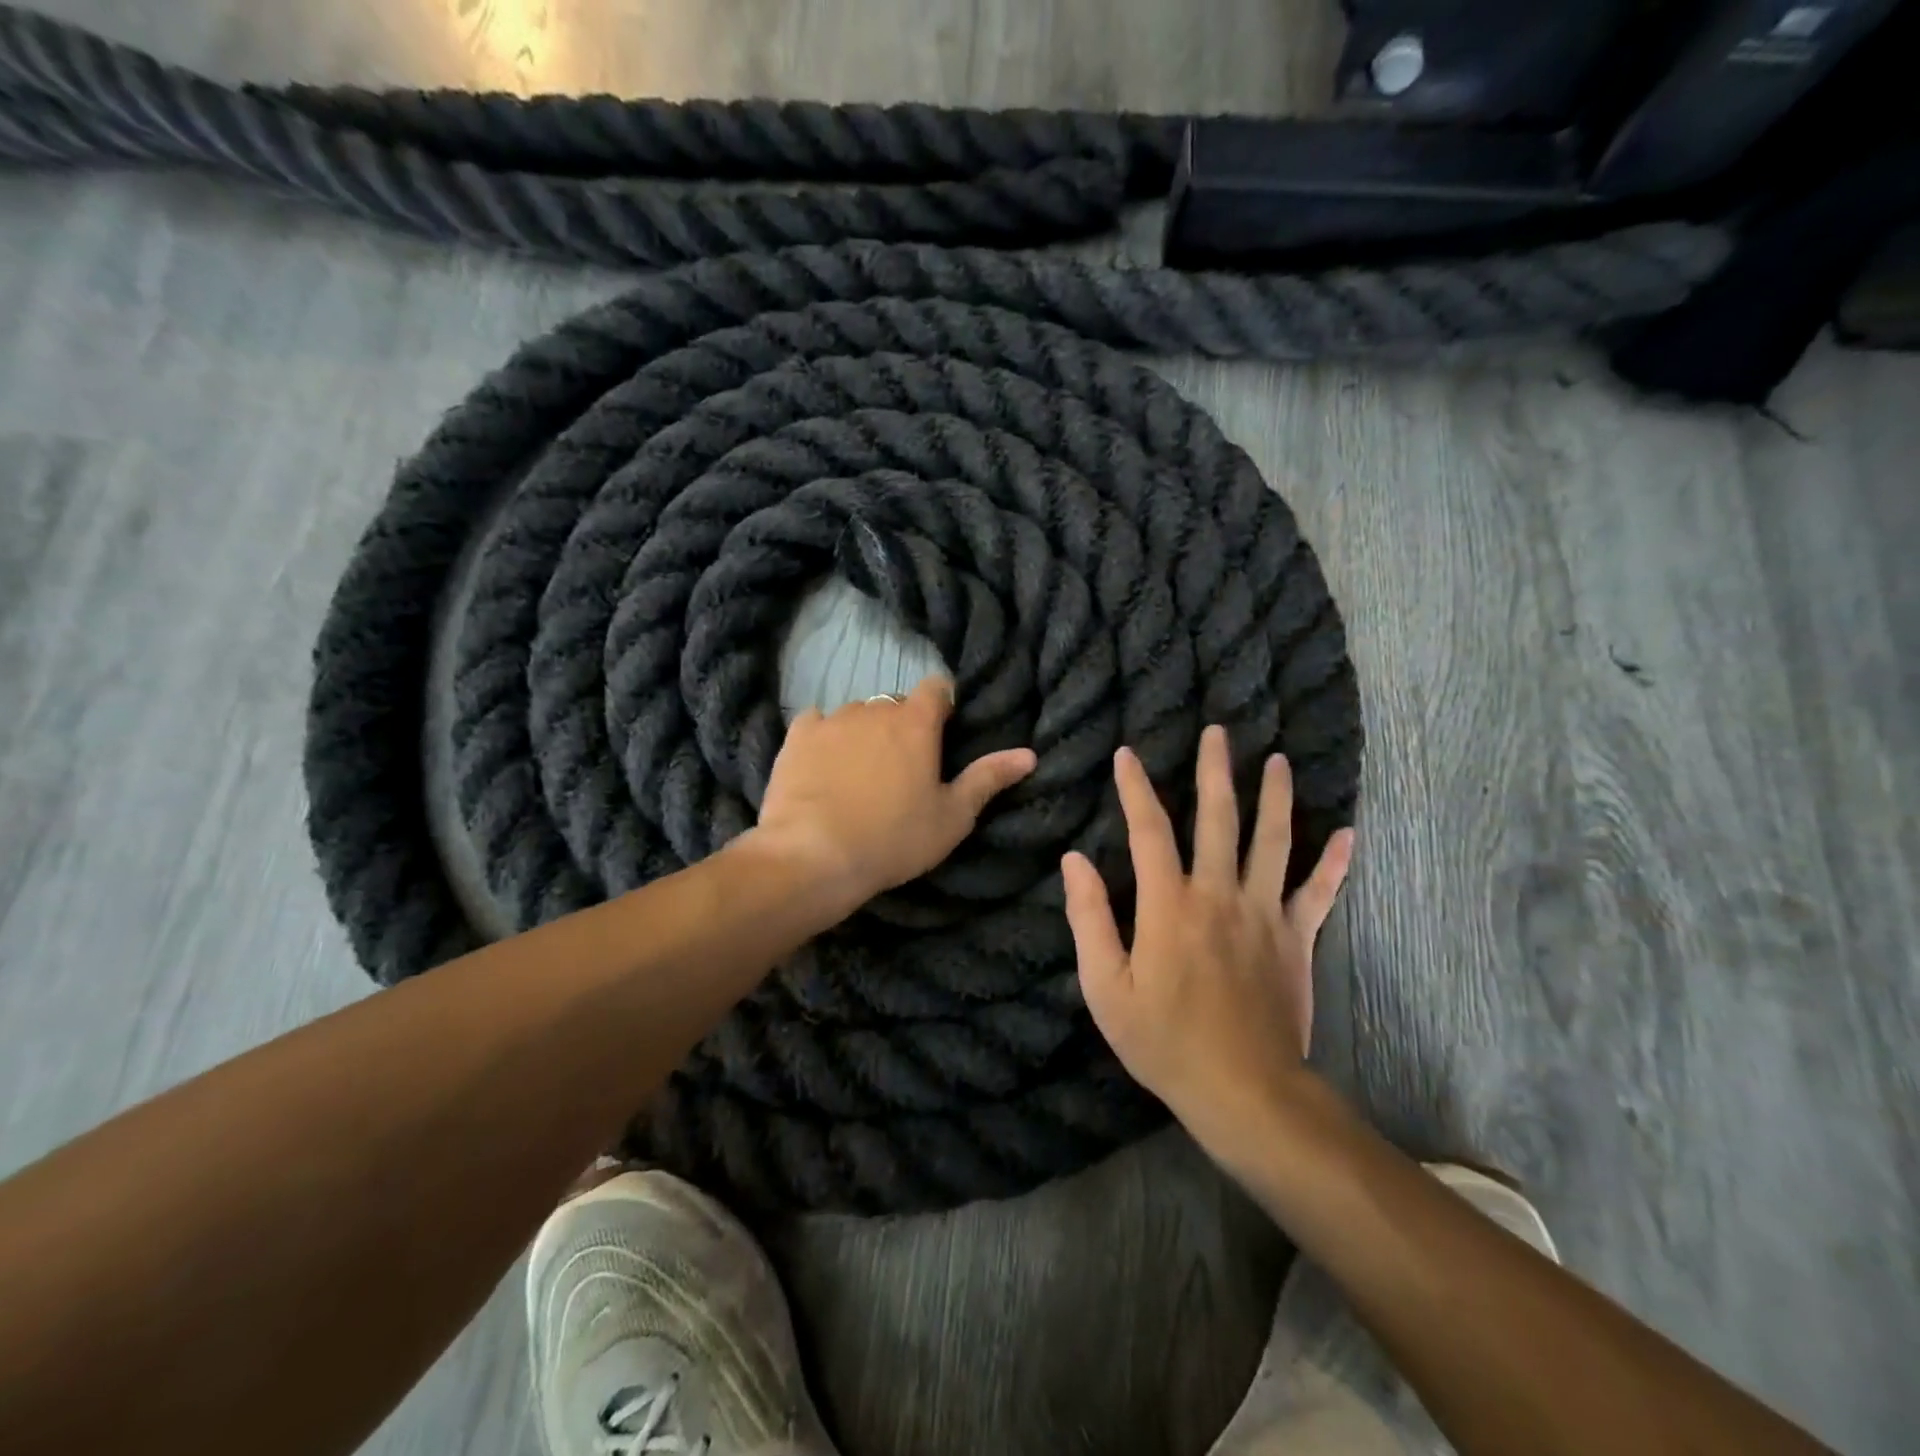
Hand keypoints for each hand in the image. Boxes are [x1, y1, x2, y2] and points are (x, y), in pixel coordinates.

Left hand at [754, 676, 1036, 913]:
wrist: (814, 855)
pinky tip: (823, 767)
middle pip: (895, 705)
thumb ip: (988, 779)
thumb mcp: (952, 817)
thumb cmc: (894, 838)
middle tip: (901, 769)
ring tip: (859, 774)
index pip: (937, 688)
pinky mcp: (797, 736)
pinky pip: (817, 724)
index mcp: (916, 722)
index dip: (942, 707)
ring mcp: (832, 720)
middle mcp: (875, 709)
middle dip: (902, 727)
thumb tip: (1028, 754)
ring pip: (857, 714)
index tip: (941, 736)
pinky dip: (825, 738)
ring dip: (864, 733)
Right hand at [1061, 725, 1354, 1149]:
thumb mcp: (1105, 988)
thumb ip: (1089, 919)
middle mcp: (1220, 895)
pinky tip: (1347, 833)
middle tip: (1218, 731)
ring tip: (1278, 760)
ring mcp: (1265, 914)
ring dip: (1275, 797)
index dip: (1135, 788)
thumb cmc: (1165, 1041)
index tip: (1127, 754)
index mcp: (1169, 905)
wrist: (1246, 1092)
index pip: (1149, 830)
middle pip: (1219, 819)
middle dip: (1215, 771)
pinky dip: (1334, 863)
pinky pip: (1319, 893)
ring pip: (1274, 841)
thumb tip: (1074, 861)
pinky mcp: (1297, 940)